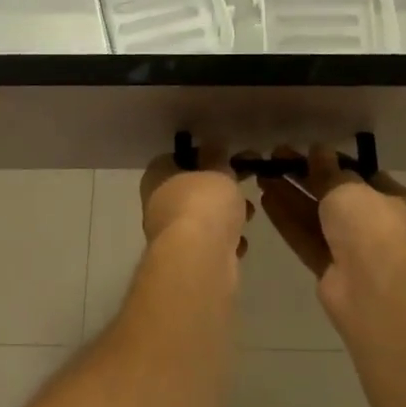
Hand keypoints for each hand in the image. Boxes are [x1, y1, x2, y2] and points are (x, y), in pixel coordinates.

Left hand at [139, 146, 254, 255]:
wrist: (200, 260)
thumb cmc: (204, 204)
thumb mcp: (217, 170)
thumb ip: (218, 157)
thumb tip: (214, 145)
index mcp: (156, 177)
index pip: (174, 158)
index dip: (200, 155)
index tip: (225, 158)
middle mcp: (157, 204)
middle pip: (191, 189)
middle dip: (218, 189)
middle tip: (241, 185)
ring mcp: (170, 235)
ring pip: (202, 218)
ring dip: (226, 216)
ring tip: (248, 214)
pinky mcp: (186, 261)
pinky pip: (209, 244)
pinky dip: (225, 242)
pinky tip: (239, 243)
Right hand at [258, 145, 405, 310]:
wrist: (372, 287)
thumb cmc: (370, 225)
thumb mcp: (347, 186)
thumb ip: (328, 170)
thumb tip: (319, 149)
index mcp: (392, 199)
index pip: (359, 174)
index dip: (332, 161)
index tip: (305, 149)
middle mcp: (373, 222)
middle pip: (333, 194)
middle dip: (304, 176)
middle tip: (275, 158)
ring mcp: (350, 247)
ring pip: (315, 216)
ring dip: (290, 195)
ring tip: (263, 174)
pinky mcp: (328, 268)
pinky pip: (305, 237)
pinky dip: (287, 219)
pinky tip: (265, 199)